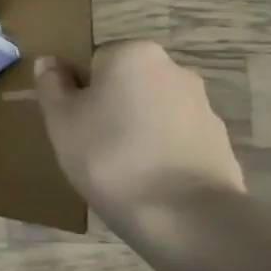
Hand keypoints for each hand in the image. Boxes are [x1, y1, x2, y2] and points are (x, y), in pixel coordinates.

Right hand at [34, 40, 244, 222]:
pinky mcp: (220, 142)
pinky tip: (148, 181)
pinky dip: (160, 152)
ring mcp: (203, 106)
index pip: (93, 60)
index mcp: (133, 54)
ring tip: (120, 169)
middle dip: (110, 107)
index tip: (72, 122)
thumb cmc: (109, 156)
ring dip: (136, 129)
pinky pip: (175, 139)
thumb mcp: (61, 120)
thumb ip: (52, 85)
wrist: (185, 216)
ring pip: (152, 111)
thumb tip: (50, 62)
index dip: (78, 91)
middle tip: (90, 145)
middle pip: (126, 83)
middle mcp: (174, 69)